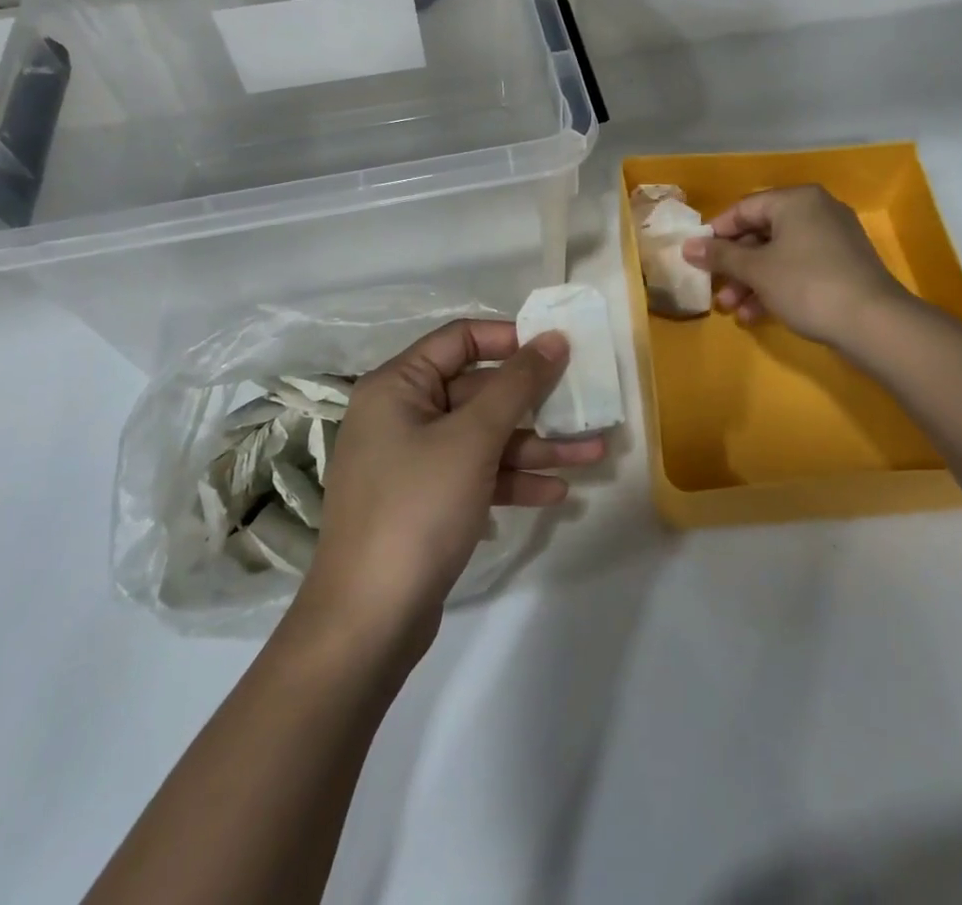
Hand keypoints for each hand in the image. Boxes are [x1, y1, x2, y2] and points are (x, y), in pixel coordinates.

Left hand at [302, 319, 602, 648]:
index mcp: (397, 385)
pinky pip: (476, 474)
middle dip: (535, 403)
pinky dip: (512, 479)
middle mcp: (401, 414)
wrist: (368, 623)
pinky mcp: (426, 501)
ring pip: (483, 437)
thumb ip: (517, 384)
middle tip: (585, 405)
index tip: (557, 350)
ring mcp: (412, 461)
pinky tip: (556, 492)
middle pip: (478, 390)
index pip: (460, 339)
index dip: (510, 338)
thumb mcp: (473, 439)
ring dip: (535, 445)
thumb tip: (553, 337)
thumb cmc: (418, 508)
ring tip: (593, 454)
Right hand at [682, 185, 908, 347]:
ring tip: (732, 310)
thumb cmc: (807, 284)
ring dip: (751, 282)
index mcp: (796, 200)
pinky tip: (757, 315)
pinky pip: (799, 268)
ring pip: (779, 254)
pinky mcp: (843, 265)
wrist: (874, 323)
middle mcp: (816, 211)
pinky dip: (776, 286)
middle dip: (734, 266)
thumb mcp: (756, 270)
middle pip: (761, 233)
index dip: (716, 233)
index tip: (696, 257)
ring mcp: (833, 238)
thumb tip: (687, 246)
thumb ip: (720, 255)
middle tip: (715, 290)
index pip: (744, 208)